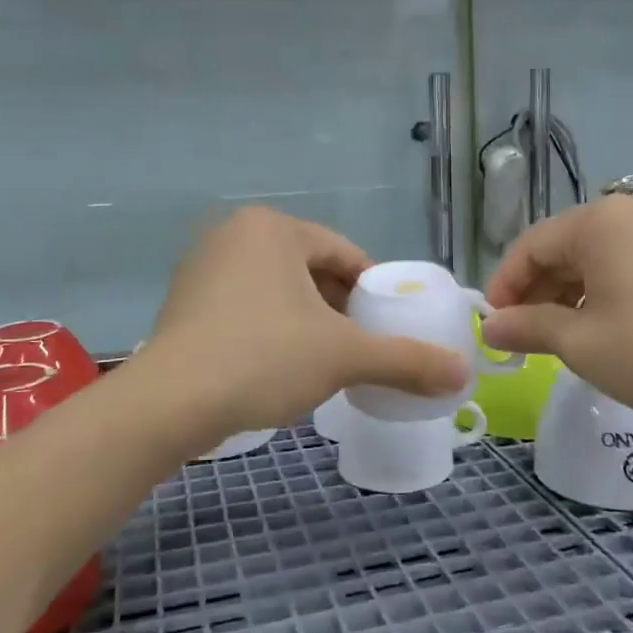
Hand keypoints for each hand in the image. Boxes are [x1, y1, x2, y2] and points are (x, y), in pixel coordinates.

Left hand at [136, 207, 469, 452]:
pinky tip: (276, 365)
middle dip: (338, 307)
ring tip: (322, 361)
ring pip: (276, 289)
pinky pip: (245, 306)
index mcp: (273, 228)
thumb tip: (464, 373)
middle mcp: (234, 233)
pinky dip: (269, 328)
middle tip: (357, 347)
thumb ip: (405, 359)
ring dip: (305, 320)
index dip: (373, 291)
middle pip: (309, 269)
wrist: (169, 404)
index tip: (387, 327)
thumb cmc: (263, 358)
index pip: (344, 253)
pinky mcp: (183, 301)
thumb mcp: (343, 356)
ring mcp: (202, 266)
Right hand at [480, 196, 632, 420]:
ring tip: (553, 338)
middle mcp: (626, 215)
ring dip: (563, 296)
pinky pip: (619, 267)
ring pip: (589, 260)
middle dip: (534, 292)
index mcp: (597, 223)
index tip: (492, 324)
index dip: (504, 286)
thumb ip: (527, 328)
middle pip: (560, 249)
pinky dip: (596, 294)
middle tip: (520, 336)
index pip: (530, 246)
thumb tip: (489, 328)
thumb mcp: (580, 343)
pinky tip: (593, 329)